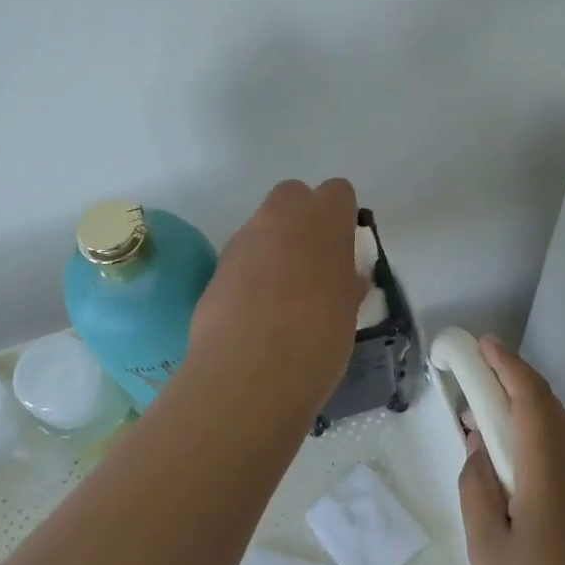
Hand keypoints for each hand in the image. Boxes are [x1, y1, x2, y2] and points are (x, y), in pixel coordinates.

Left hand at [186, 179, 363, 423]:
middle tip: (314, 263)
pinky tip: (257, 312)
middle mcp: (278, 217)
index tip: (344, 248)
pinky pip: (241, 258)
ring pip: (262, 226)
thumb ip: (346, 282)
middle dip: (302, 219)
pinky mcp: (216, 268)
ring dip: (274, 247)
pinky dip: (250, 274)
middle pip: (292, 196)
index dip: (341, 217)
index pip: (337, 192)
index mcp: (322, 219)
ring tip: (285, 295)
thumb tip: (345, 277)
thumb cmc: (318, 337)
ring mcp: (242, 240)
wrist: (250, 372)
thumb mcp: (348, 310)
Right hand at [458, 336, 564, 564]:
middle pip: (548, 407)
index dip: (507, 364)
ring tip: (483, 418)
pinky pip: (564, 456)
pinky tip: (511, 465)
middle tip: (474, 376)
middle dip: (512, 381)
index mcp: (550, 472)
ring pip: (558, 431)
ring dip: (523, 411)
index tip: (481, 344)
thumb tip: (477, 449)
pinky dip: (535, 440)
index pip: (531, 398)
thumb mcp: (487, 550)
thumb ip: (476, 489)